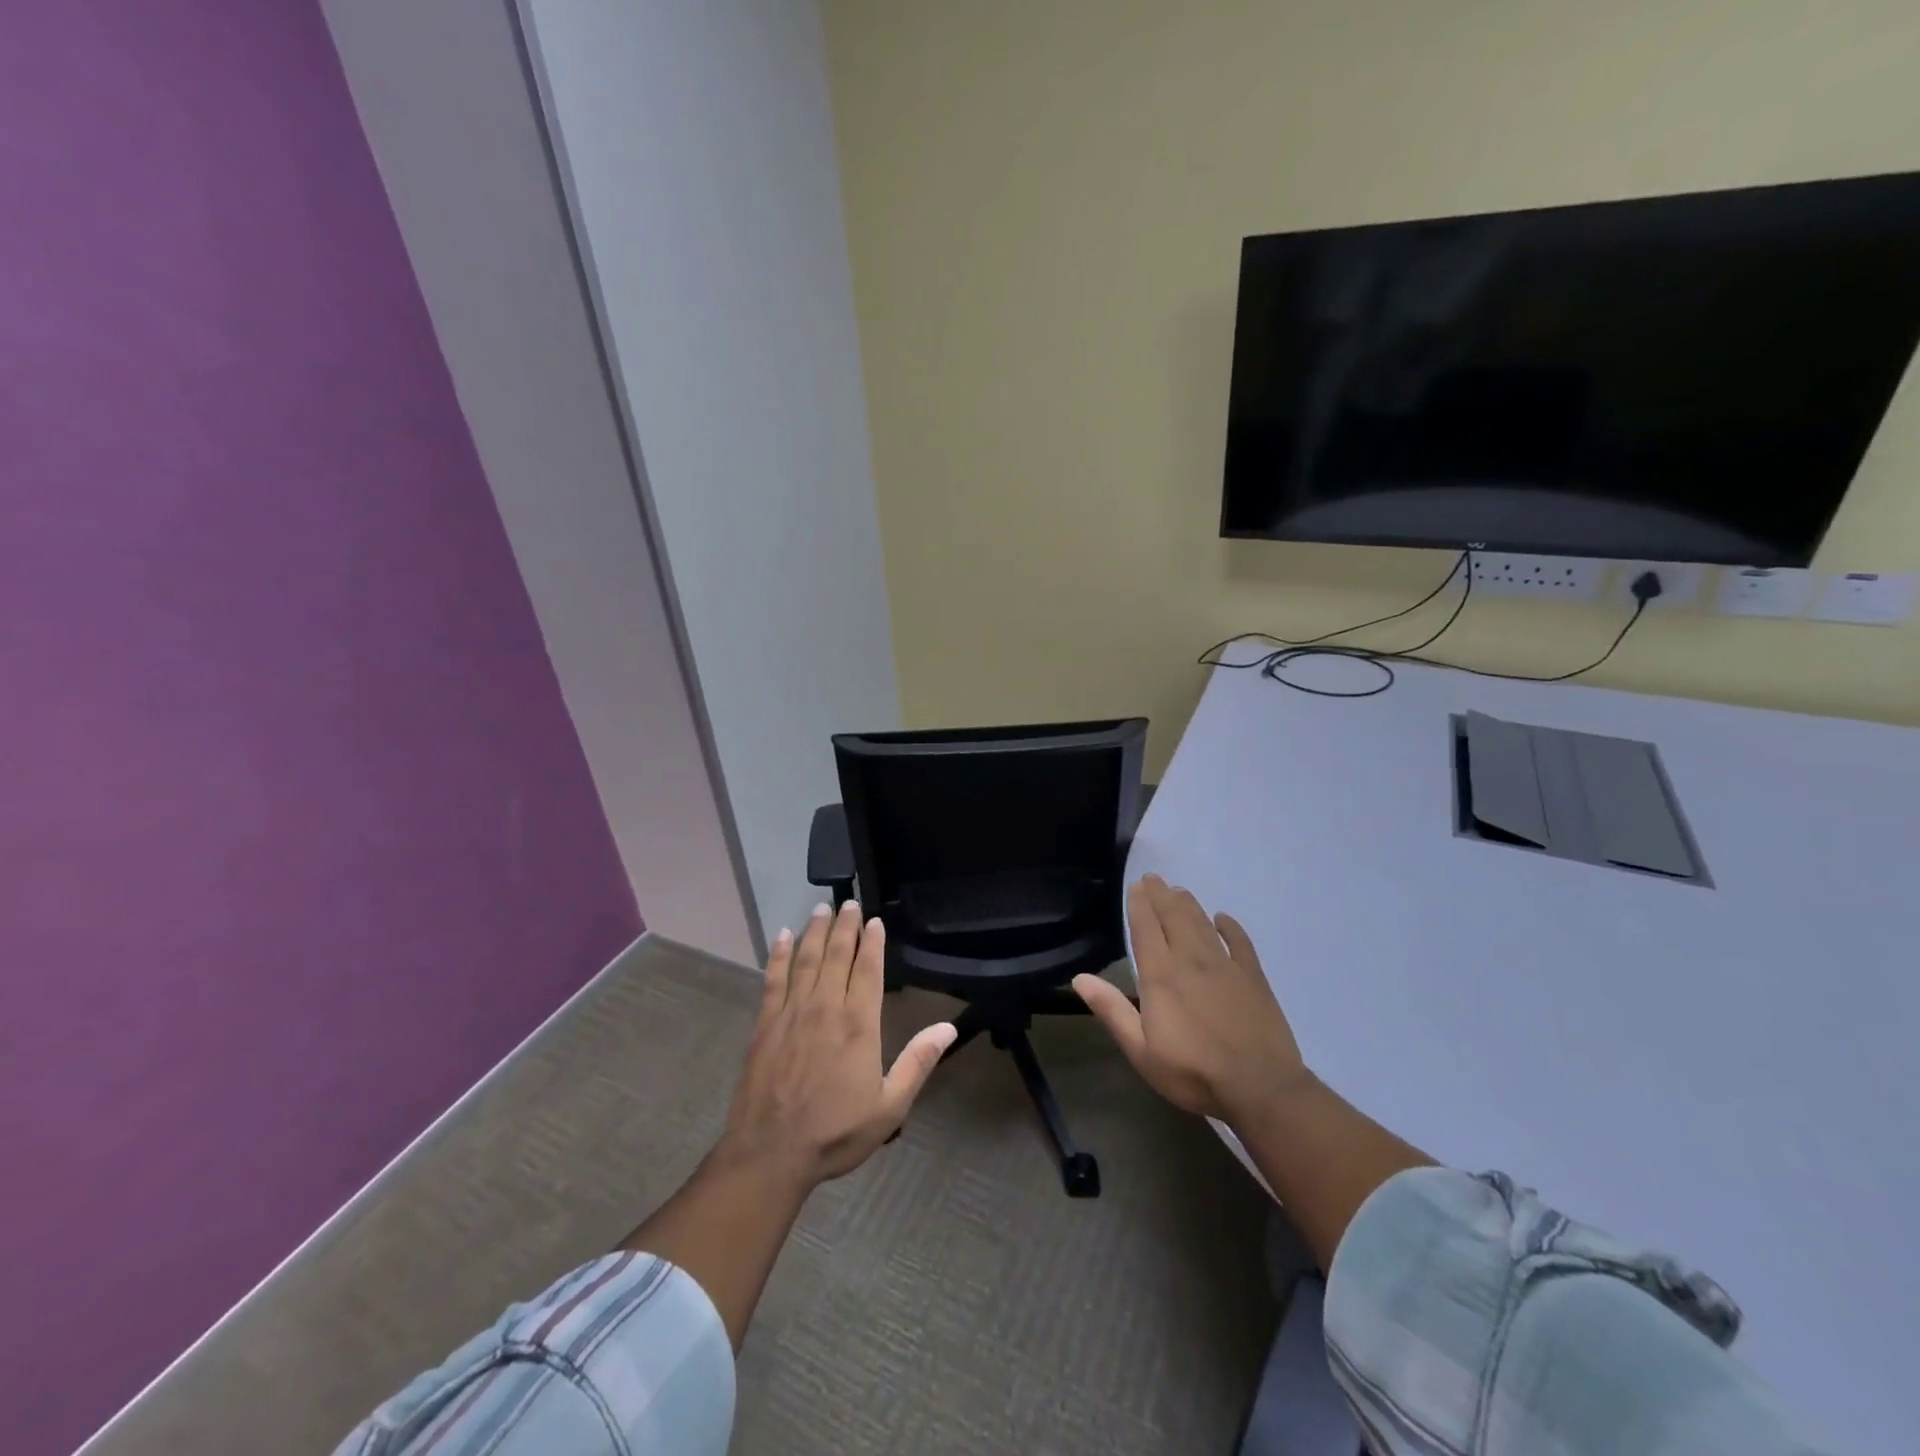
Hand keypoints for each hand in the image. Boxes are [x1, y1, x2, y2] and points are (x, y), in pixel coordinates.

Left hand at [719, 900, 956, 1187]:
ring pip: (805, 959)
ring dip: (815, 931)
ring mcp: (791, 1013)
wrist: (769, 1154)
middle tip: (848, 902)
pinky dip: (778, 955)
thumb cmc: (835, 1132)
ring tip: (821, 908)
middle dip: (845, 926)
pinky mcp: (764, 1024)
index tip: (874, 919)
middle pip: (836, 955)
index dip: (872, 941)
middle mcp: (825, 1008)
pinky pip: (773, 979)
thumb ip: (918, 1062)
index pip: (868, 969)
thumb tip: (948, 1027)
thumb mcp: (889, 1107)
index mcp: (858, 1024)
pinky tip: (782, 937)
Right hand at [1074, 874, 1310, 1126]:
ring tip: (1179, 891)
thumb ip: (1112, 1010)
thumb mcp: (1141, 1050)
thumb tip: (1079, 978)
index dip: (1140, 905)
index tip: (1136, 886)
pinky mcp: (1253, 977)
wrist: (1259, 1087)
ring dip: (1189, 905)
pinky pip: (1240, 942)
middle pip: (1174, 917)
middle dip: (1162, 895)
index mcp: (1161, 975)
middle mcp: (1191, 960)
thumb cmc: (1192, 1072)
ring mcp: (1225, 966)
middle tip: (1154, 878)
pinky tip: (1223, 918)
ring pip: (1203, 924)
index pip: (1146, 929)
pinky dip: (1230, 927)